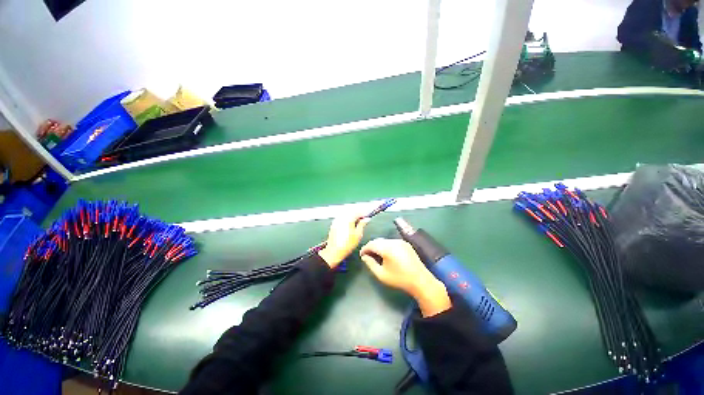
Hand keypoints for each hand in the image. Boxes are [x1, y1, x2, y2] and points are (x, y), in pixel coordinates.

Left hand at [318, 213, 368, 267]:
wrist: (334, 251)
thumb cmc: (347, 244)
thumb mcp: (358, 234)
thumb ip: (362, 224)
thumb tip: (366, 219)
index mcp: (348, 218)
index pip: (358, 212)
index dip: (364, 214)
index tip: (367, 218)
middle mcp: (342, 217)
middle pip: (351, 211)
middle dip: (357, 215)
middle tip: (362, 221)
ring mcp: (337, 220)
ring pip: (346, 214)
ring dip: (352, 217)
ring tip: (356, 224)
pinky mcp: (333, 224)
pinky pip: (342, 218)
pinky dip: (347, 220)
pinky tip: (349, 226)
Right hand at [360, 238, 450, 316]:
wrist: (420, 280)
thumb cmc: (399, 279)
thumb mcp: (381, 274)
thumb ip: (370, 264)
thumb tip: (364, 256)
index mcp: (387, 248)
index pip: (371, 244)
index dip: (364, 249)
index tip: (361, 255)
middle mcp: (393, 241)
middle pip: (378, 241)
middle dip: (371, 247)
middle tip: (367, 255)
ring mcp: (400, 241)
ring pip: (384, 240)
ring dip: (378, 246)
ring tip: (376, 255)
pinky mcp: (405, 243)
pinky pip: (392, 242)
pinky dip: (386, 246)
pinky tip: (386, 254)